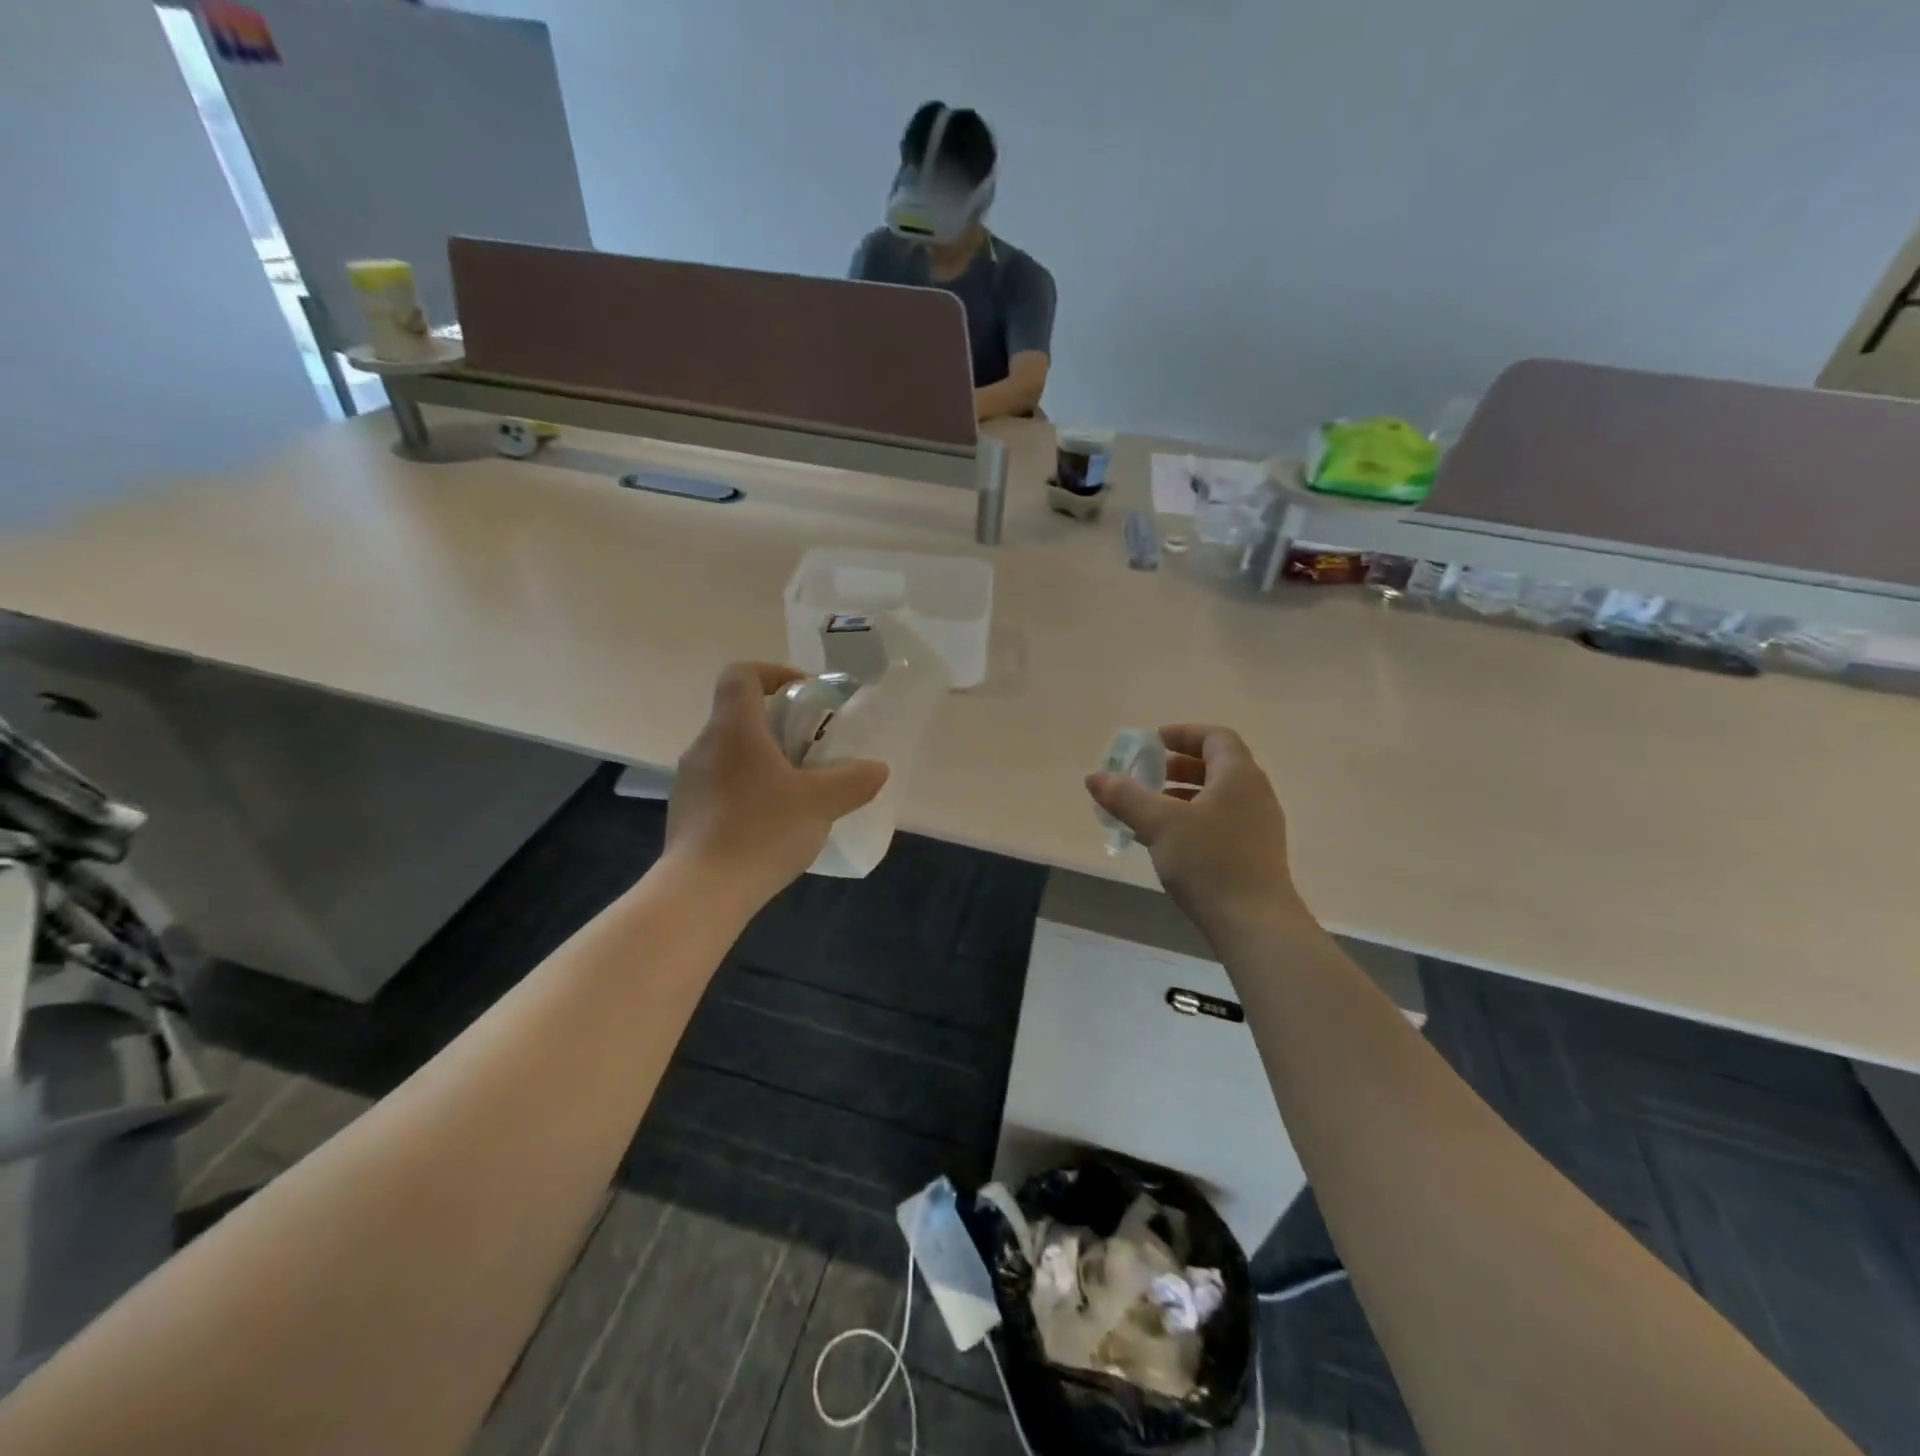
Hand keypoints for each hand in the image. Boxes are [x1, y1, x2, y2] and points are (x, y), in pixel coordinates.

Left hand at [667, 663, 888, 906]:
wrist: (702, 892)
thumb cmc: (762, 831)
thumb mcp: (821, 803)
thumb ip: (854, 780)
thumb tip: (877, 768)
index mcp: (734, 729)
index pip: (742, 674)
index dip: (774, 672)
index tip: (806, 693)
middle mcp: (704, 746)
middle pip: (740, 715)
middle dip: (780, 724)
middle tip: (813, 749)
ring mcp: (689, 781)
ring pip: (731, 752)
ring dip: (764, 760)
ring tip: (797, 790)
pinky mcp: (686, 812)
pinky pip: (721, 784)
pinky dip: (748, 789)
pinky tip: (771, 822)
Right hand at [1085, 725, 1304, 934]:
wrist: (1255, 924)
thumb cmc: (1209, 862)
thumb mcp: (1159, 824)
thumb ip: (1125, 796)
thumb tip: (1095, 777)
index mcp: (1239, 775)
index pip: (1215, 737)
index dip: (1182, 734)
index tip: (1151, 744)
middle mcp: (1255, 793)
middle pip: (1216, 765)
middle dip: (1177, 766)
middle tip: (1146, 776)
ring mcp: (1259, 825)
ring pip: (1217, 796)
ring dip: (1182, 795)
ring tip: (1148, 812)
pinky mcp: (1255, 853)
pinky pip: (1221, 821)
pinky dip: (1192, 820)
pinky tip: (1166, 843)